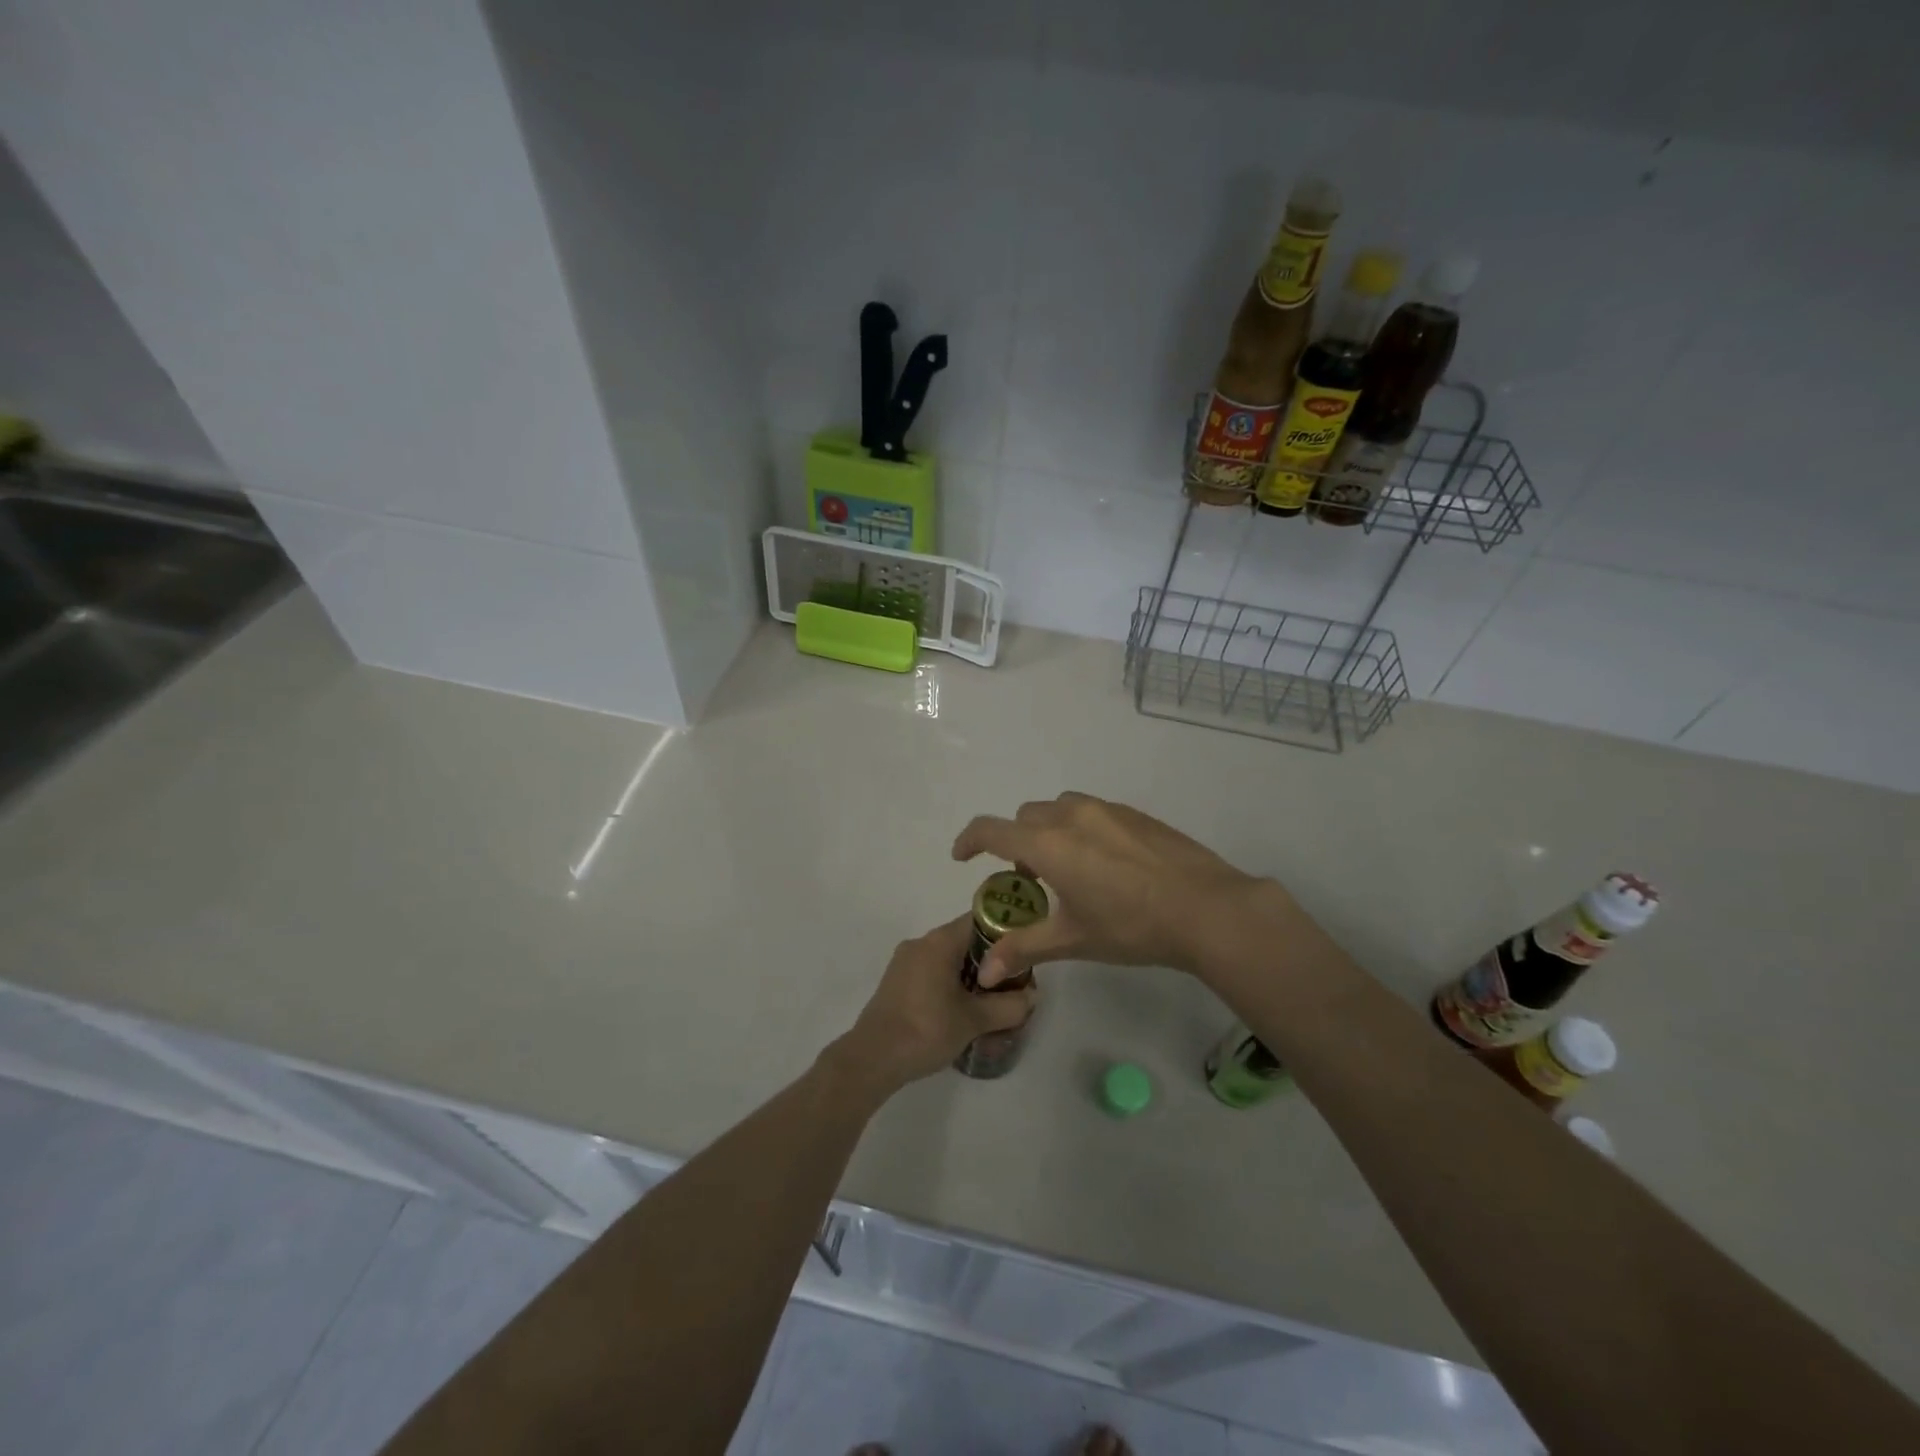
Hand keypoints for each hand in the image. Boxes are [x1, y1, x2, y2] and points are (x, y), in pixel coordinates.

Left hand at [829, 916, 1037, 1092]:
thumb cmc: (926, 1030)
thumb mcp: (975, 1020)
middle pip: (965, 940)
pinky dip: (950, 984)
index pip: (981, 921)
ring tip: (989, 1003)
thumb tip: (1031, 996)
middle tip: (1011, 986)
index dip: (1005, 934)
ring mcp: (905, 961)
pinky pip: (932, 972)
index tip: (1022, 956)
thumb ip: (1009, 1006)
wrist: (873, 1058)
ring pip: (948, 959)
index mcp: (940, 941)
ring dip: (970, 976)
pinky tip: (961, 1012)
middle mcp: (921, 942)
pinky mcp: (897, 981)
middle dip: (990, 961)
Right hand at [952, 792, 1266, 984]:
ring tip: (1069, 870)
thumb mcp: (1073, 939)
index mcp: (1048, 844)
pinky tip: (1107, 865)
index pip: (991, 830)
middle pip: (1024, 818)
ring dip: (1048, 832)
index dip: (969, 841)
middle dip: (1015, 843)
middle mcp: (1071, 816)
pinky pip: (1092, 812)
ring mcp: (1106, 810)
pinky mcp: (1134, 813)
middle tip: (1030, 881)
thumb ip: (1024, 949)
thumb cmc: (1132, 926)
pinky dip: (1080, 829)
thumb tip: (984, 973)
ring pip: (1059, 809)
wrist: (1207, 908)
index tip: (963, 858)